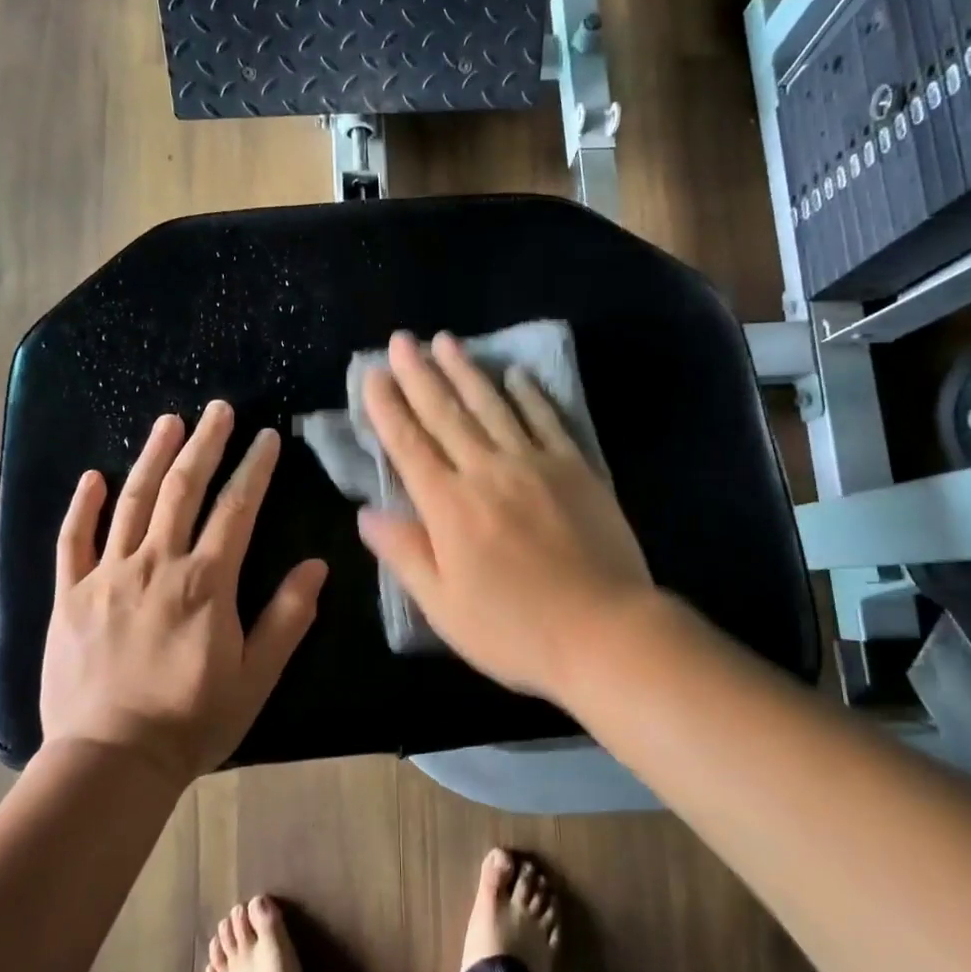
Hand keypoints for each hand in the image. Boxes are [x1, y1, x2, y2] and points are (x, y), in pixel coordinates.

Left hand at [39, 401, 327, 784]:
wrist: (110, 762)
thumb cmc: (191, 721)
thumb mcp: (256, 676)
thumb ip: (287, 617)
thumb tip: (315, 565)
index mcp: (205, 582)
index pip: (236, 509)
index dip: (254, 469)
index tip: (266, 438)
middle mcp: (156, 565)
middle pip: (183, 490)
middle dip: (204, 445)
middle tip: (217, 410)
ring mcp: (108, 577)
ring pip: (132, 503)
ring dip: (152, 458)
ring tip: (168, 422)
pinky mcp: (70, 596)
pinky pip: (73, 541)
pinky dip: (82, 506)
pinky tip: (93, 477)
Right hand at [357, 331, 652, 701]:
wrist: (604, 631)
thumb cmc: (515, 629)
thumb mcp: (444, 607)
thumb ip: (405, 553)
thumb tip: (365, 513)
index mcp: (449, 507)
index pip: (408, 445)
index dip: (387, 408)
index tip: (372, 375)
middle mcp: (487, 472)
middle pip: (446, 414)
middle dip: (419, 374)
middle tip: (402, 340)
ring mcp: (534, 464)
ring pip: (492, 406)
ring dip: (466, 370)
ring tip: (446, 340)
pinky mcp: (575, 468)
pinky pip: (546, 419)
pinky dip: (528, 394)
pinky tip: (515, 374)